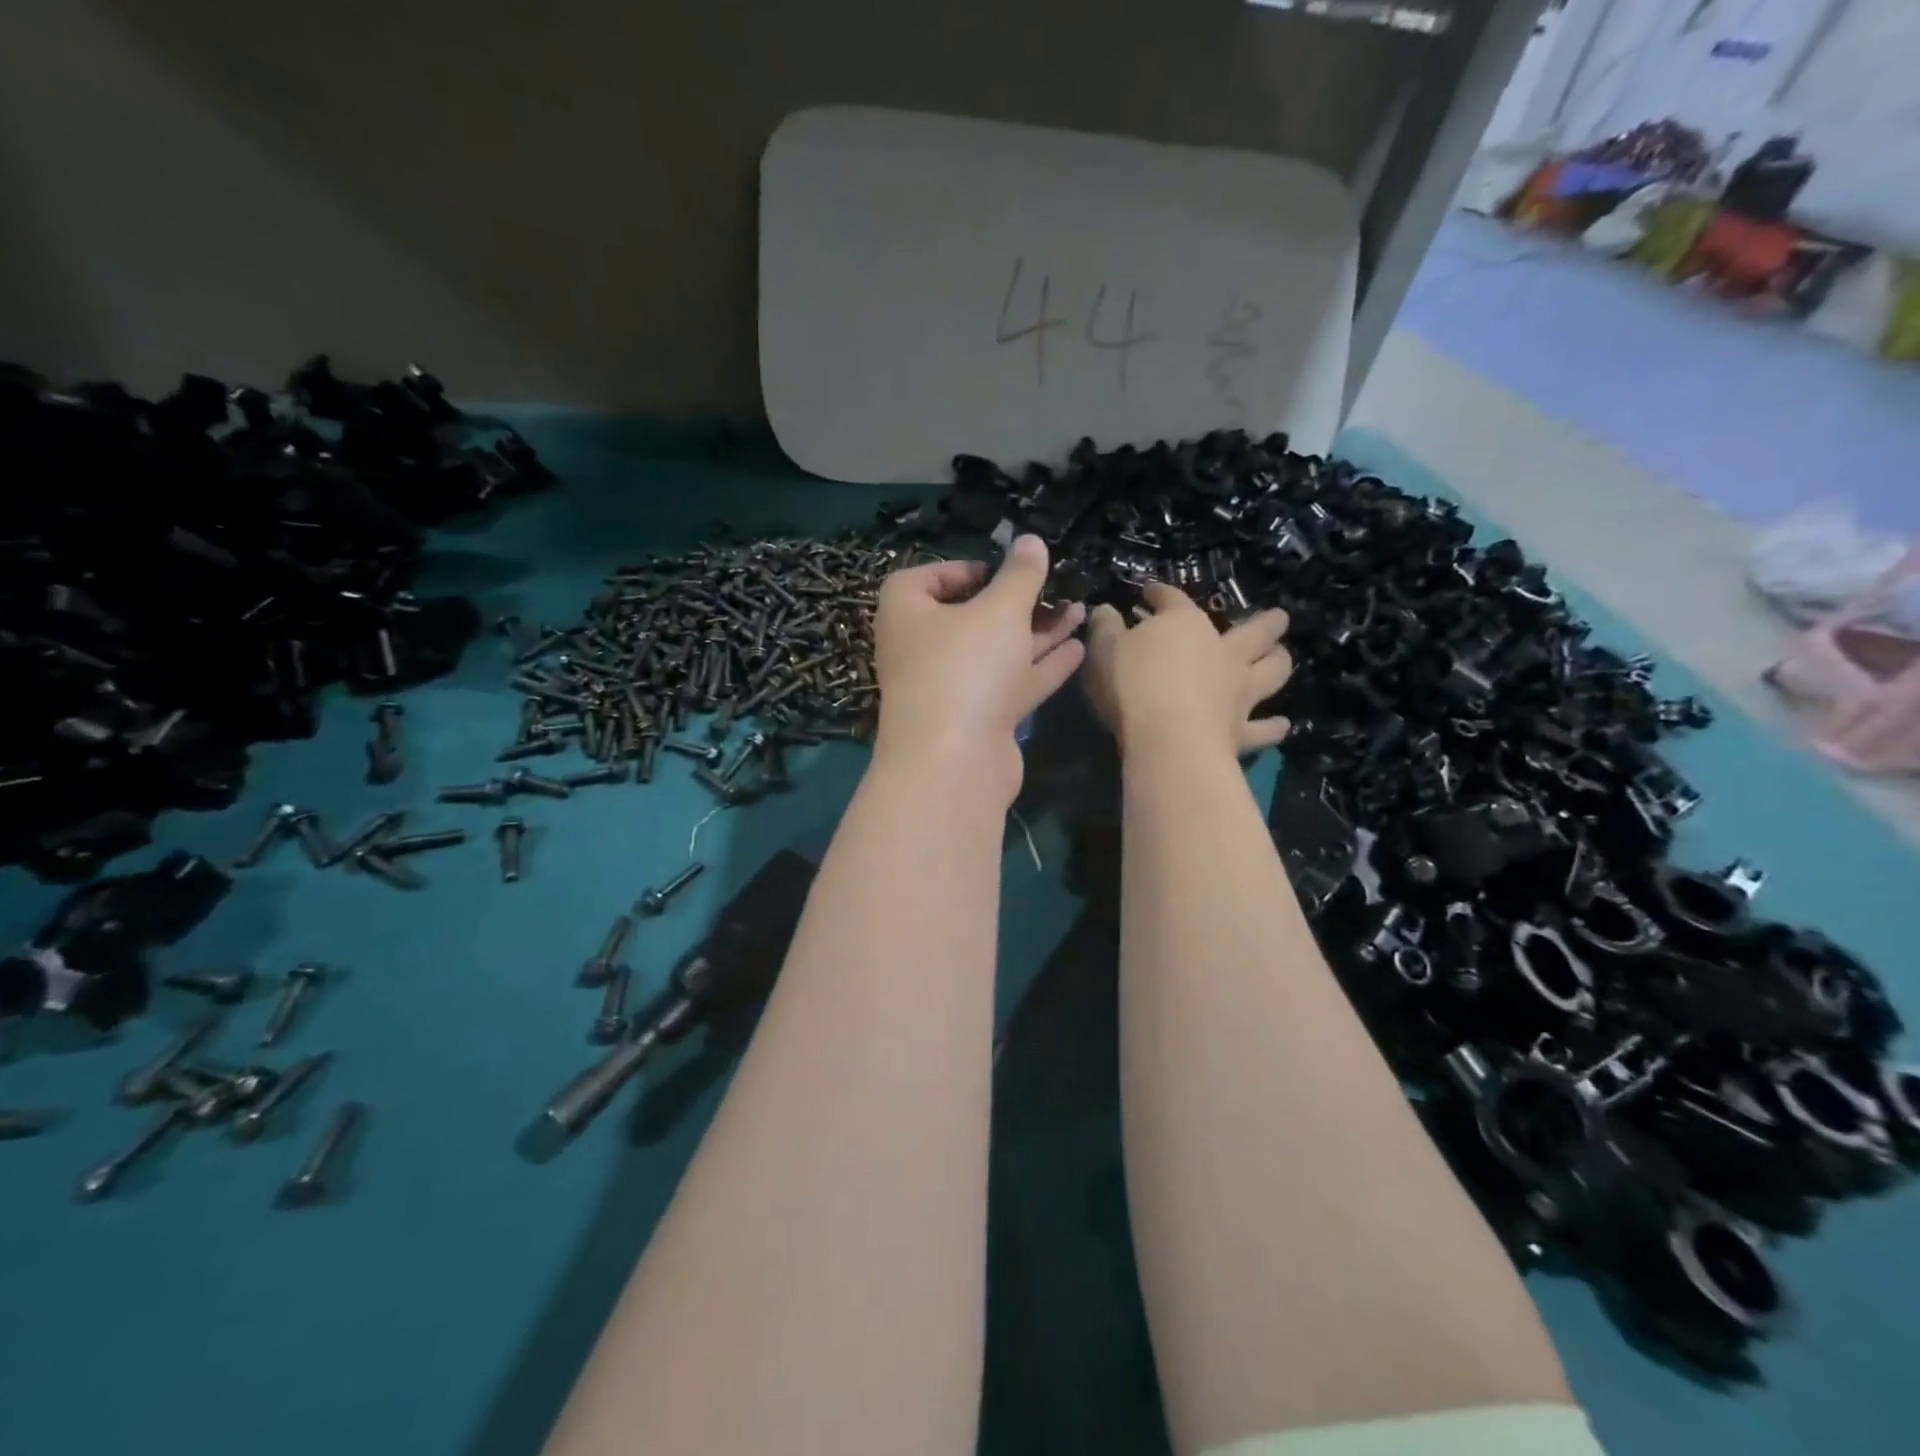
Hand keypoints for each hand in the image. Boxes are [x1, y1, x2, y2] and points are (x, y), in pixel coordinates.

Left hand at [871, 535, 1086, 804]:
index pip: (924, 579)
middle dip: (1015, 602)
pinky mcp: (977, 720)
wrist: (954, 764)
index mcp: (908, 614)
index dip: (960, 569)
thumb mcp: (998, 610)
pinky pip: (1011, 684)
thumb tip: (1030, 540)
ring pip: (997, 652)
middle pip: (969, 617)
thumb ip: (1020, 575)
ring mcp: (950, 689)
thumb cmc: (965, 668)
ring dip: (1038, 632)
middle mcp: (924, 650)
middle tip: (1054, 586)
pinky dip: (1041, 666)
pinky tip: (1078, 647)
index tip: (998, 568)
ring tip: (1082, 610)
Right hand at [1085, 584, 1290, 759]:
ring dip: (1279, 661)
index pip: (1172, 599)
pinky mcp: (1241, 731)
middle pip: (1254, 631)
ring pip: (1272, 670)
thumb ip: (1105, 628)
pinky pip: (1264, 728)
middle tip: (1277, 617)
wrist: (1168, 740)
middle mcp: (1222, 652)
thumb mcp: (1103, 650)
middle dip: (1266, 622)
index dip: (1160, 593)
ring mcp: (1238, 691)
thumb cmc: (1132, 686)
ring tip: (1281, 656)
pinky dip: (1273, 726)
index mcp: (1185, 625)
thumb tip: (1105, 611)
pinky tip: (1281, 724)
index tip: (1150, 593)